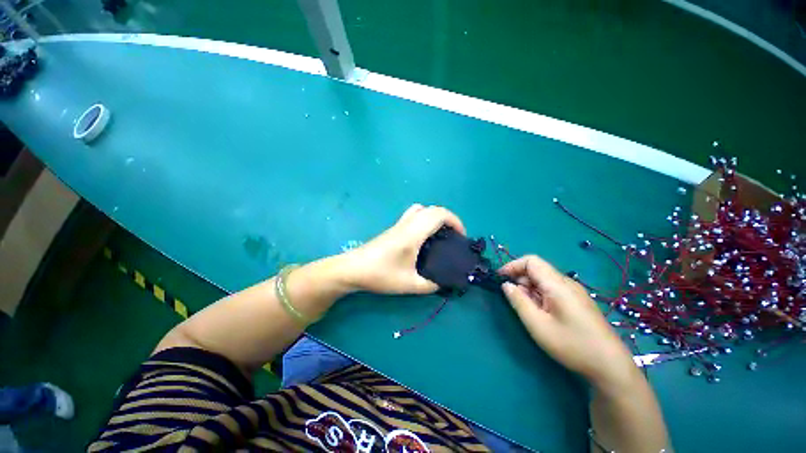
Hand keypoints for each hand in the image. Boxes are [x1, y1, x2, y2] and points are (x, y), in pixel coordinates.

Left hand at [340, 204, 465, 294]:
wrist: (353, 269)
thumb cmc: (380, 275)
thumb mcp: (408, 285)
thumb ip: (430, 285)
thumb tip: (443, 283)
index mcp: (413, 233)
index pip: (439, 214)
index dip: (455, 221)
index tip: (461, 236)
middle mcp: (407, 224)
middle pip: (432, 208)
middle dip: (448, 219)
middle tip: (453, 237)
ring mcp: (399, 224)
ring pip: (421, 209)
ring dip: (435, 217)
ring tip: (439, 235)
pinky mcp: (393, 229)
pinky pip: (413, 215)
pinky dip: (425, 220)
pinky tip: (423, 239)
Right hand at [499, 255, 638, 390]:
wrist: (610, 366)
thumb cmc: (572, 344)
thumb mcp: (537, 325)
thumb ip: (518, 301)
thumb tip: (506, 285)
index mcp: (557, 284)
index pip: (531, 261)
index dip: (513, 265)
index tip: (500, 278)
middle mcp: (567, 283)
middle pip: (537, 270)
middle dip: (520, 280)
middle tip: (514, 300)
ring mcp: (574, 291)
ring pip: (544, 280)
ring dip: (530, 289)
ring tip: (529, 310)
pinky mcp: (577, 300)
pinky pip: (553, 289)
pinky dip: (540, 295)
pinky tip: (542, 313)